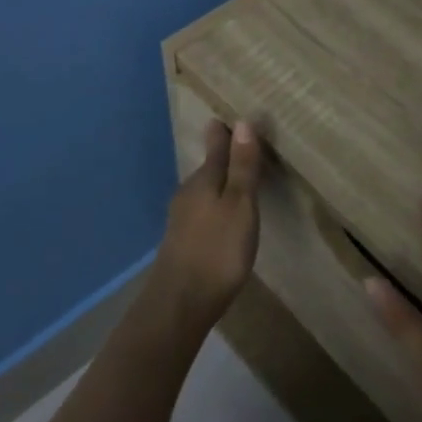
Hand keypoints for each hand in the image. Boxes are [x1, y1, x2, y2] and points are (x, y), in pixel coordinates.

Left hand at [152, 119, 261, 326]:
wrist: (179, 303)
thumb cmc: (217, 250)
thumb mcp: (240, 205)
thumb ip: (242, 166)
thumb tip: (242, 122)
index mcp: (204, 179)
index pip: (217, 146)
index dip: (226, 133)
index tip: (231, 117)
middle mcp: (189, 192)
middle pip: (209, 166)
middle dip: (223, 155)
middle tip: (242, 143)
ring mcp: (182, 217)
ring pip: (204, 189)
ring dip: (220, 181)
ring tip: (238, 177)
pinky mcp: (182, 240)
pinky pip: (202, 209)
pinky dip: (215, 203)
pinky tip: (223, 215)